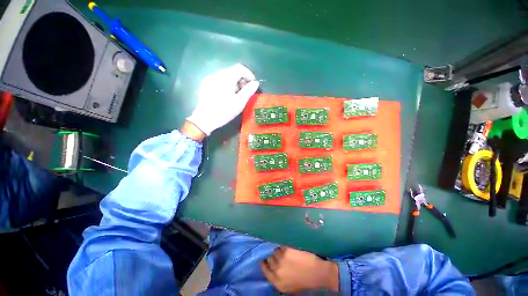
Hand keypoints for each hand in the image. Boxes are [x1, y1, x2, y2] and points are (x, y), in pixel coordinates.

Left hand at [186, 64, 259, 135]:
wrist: (205, 119)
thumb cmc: (224, 111)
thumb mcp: (240, 102)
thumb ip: (249, 90)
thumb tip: (255, 83)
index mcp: (226, 77)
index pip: (240, 68)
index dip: (249, 74)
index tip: (252, 85)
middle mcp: (217, 74)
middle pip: (232, 71)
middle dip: (241, 80)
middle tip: (246, 92)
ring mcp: (210, 79)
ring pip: (226, 76)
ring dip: (234, 83)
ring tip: (237, 95)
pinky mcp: (205, 85)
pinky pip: (219, 80)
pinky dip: (226, 85)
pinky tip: (226, 96)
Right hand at [261, 247, 338, 293]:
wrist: (317, 273)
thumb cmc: (305, 282)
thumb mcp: (289, 288)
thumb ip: (279, 280)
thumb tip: (273, 272)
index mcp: (277, 282)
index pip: (265, 271)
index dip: (264, 264)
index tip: (264, 261)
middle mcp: (277, 271)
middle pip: (269, 259)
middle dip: (273, 258)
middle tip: (279, 257)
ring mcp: (281, 259)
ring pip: (275, 251)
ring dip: (279, 252)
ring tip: (286, 253)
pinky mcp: (287, 250)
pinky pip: (281, 246)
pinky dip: (284, 247)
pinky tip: (290, 250)